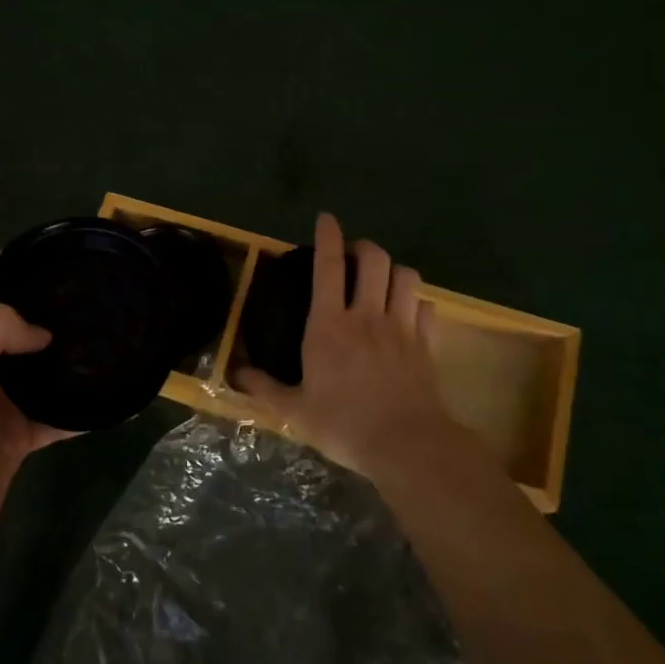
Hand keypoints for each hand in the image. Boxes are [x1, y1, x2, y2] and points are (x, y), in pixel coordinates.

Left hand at [0, 255, 75, 579]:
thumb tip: (42, 332)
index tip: (39, 252)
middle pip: (7, 323)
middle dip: (40, 305)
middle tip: (85, 294)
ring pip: (36, 368)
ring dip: (64, 355)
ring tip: (105, 337)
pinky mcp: (16, 438)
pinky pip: (55, 416)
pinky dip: (79, 409)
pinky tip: (111, 400)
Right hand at [235, 214, 473, 481]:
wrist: (407, 445)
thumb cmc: (344, 424)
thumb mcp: (295, 412)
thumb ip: (265, 389)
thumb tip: (236, 374)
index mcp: (329, 326)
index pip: (328, 266)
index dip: (327, 237)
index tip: (326, 218)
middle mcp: (367, 316)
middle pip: (374, 260)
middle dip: (364, 247)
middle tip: (354, 255)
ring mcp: (402, 328)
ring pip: (405, 277)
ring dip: (393, 270)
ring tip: (382, 279)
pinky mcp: (427, 345)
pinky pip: (428, 309)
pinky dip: (418, 303)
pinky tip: (409, 312)